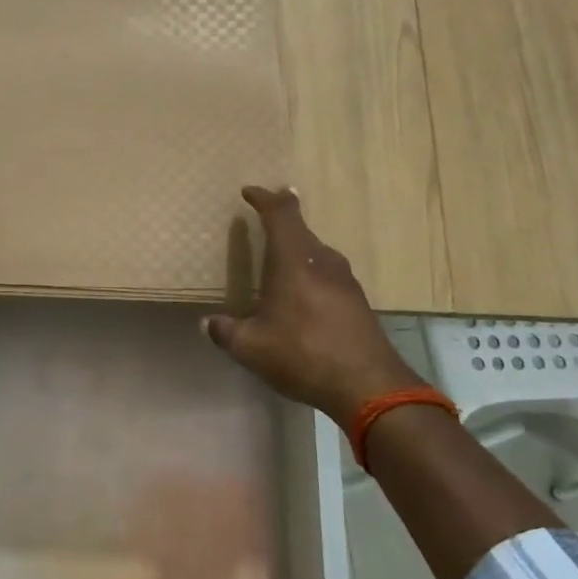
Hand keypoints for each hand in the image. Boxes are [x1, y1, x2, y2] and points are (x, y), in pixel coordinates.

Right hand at [202, 186, 425, 421]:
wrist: (369, 386)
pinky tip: (302, 297)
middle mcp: (322, 262)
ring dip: (297, 250)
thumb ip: (226, 332)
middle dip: (280, 223)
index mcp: (293, 261)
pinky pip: (328, 274)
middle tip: (262, 224)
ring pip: (316, 253)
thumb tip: (208, 324)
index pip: (281, 213)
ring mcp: (345, 281)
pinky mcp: (357, 302)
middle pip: (300, 230)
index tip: (249, 192)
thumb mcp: (251, 347)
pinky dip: (311, 274)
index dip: (264, 198)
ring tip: (278, 263)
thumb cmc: (303, 354)